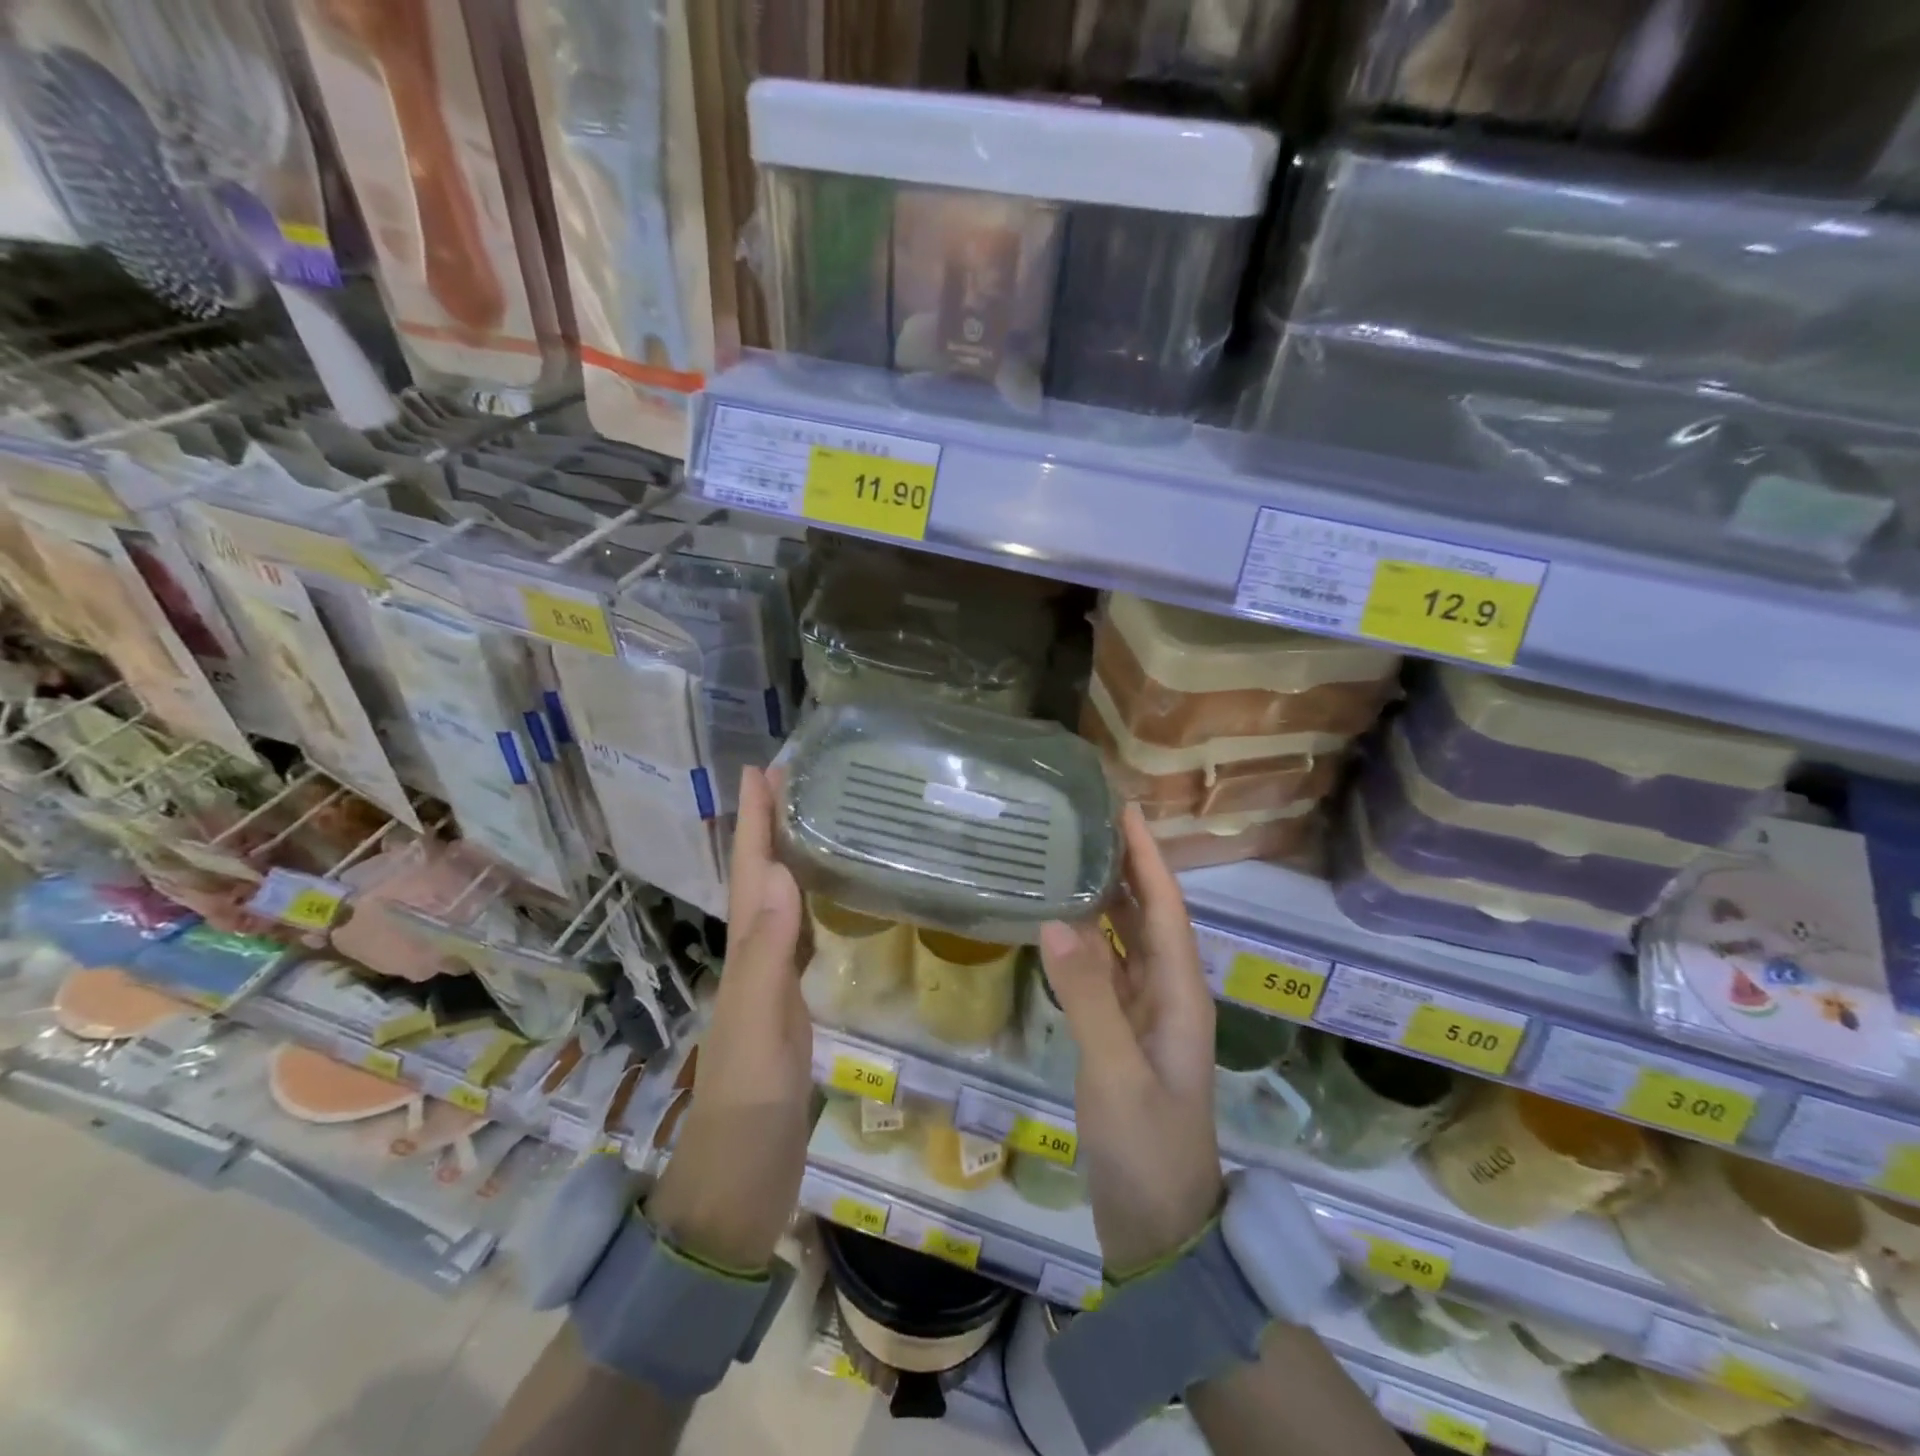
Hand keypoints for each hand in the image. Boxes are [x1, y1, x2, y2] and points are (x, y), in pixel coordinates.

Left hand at [646, 767, 810, 1271]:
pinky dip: (811, 904)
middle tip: (797, 778)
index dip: (756, 821)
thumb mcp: (759, 1031)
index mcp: (746, 956)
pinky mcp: (792, 1008)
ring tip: (814, 818)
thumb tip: (784, 875)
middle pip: (761, 877)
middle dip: (772, 825)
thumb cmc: (747, 1110)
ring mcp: (772, 985)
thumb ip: (768, 958)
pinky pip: (801, 938)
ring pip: (779, 904)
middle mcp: (754, 960)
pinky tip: (828, 899)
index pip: (752, 874)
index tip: (764, 767)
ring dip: (788, 856)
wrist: (737, 1189)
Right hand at [1040, 804, 1223, 1277]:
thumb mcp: (1116, 1073)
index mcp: (1181, 996)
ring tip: (1073, 859)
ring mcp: (1146, 1019)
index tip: (1127, 810)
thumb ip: (1088, 998)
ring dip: (1109, 901)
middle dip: (1129, 867)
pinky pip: (1108, 973)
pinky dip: (1089, 943)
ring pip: (1130, 943)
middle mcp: (1169, 996)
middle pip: (1151, 918)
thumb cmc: (1147, 1148)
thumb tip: (1055, 921)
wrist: (1160, 1228)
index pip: (1167, 909)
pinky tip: (1062, 928)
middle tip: (1090, 823)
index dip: (1149, 858)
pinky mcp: (1123, 1038)